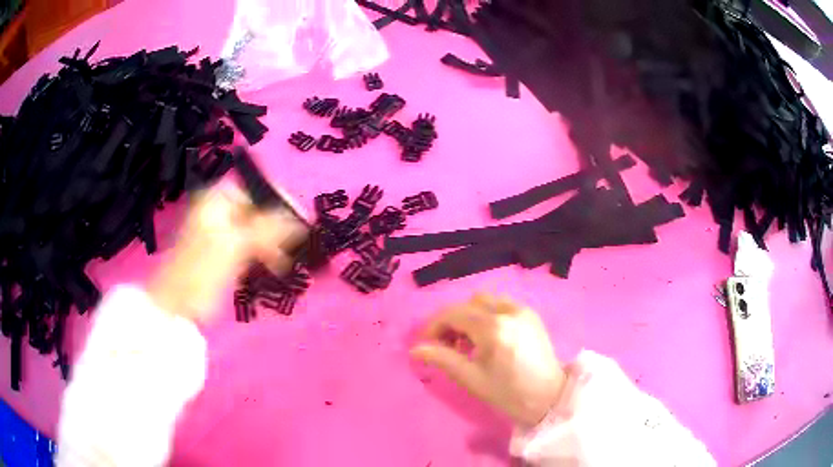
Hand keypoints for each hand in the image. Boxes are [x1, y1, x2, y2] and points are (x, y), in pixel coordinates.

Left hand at [147, 183, 307, 321]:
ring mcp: (221, 232)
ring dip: (273, 243)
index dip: (280, 200)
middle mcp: (219, 210)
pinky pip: (250, 247)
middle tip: (298, 243)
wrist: (178, 304)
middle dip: (278, 226)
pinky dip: (263, 254)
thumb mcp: (235, 246)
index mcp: (217, 200)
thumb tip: (300, 221)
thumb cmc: (202, 270)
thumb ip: (268, 230)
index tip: (300, 218)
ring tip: (286, 261)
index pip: (256, 189)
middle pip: (257, 210)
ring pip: (255, 230)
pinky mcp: (223, 253)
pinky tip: (275, 267)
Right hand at [411, 294, 565, 426]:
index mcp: (493, 328)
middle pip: (469, 304)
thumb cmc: (508, 393)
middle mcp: (508, 311)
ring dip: (470, 316)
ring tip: (467, 342)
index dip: (434, 326)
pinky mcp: (531, 315)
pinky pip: (502, 305)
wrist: (548, 398)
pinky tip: (487, 338)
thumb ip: (442, 359)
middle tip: (446, 345)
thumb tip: (415, 350)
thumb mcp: (471, 379)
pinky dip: (487, 315)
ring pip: (486, 301)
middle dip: (452, 321)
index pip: (454, 314)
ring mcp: (523, 310)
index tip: (425, 343)